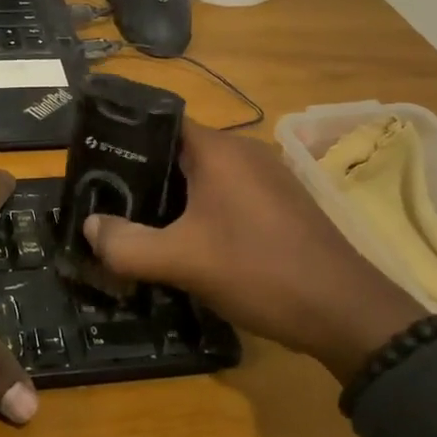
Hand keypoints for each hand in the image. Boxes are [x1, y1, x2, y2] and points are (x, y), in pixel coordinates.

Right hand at [82, 123, 424, 383]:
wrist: (346, 313)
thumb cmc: (259, 271)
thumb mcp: (182, 262)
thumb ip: (127, 245)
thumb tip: (89, 228)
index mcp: (219, 150)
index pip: (159, 123)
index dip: (124, 139)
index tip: (95, 165)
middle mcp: (245, 152)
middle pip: (179, 151)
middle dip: (143, 175)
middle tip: (109, 201)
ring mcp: (268, 178)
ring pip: (204, 176)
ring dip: (173, 197)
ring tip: (140, 223)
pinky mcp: (281, 204)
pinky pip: (228, 195)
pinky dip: (202, 210)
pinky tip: (189, 242)